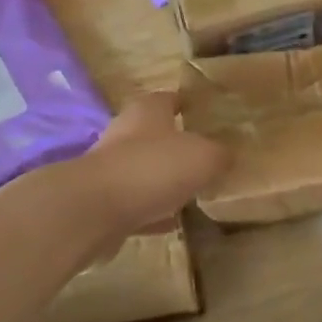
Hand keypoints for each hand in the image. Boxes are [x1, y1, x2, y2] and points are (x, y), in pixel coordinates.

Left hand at [81, 92, 229, 247]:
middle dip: (178, 144)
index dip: (188, 104)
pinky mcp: (104, 203)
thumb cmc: (153, 168)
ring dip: (165, 180)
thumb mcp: (204, 156)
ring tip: (194, 191)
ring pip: (145, 170)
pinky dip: (154, 211)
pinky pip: (137, 204)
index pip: (169, 98)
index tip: (207, 113)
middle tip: (207, 156)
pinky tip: (173, 222)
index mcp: (147, 112)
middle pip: (155, 135)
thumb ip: (220, 154)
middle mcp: (125, 134)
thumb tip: (227, 156)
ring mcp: (111, 170)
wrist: (94, 210)